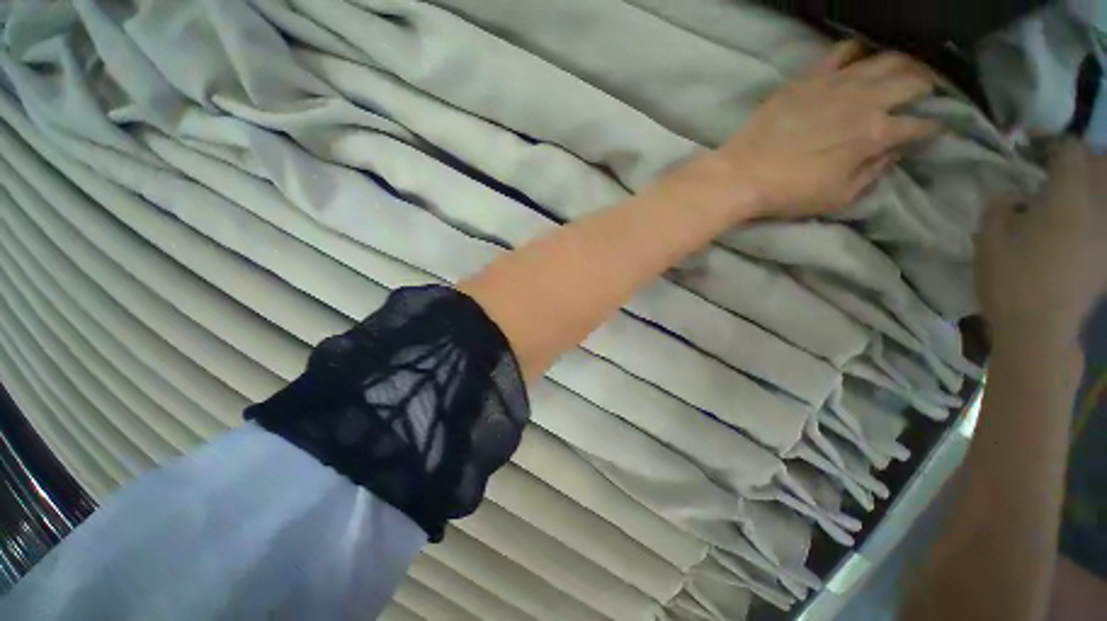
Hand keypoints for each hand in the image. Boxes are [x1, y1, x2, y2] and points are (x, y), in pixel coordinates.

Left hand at [708, 41, 941, 218]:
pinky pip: (841, 51)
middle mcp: (865, 100)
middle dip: (928, 84)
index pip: (920, 125)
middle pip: (912, 80)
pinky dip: (857, 51)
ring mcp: (836, 83)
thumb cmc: (788, 193)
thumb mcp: (838, 197)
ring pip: (884, 58)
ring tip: (902, 70)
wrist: (741, 175)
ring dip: (901, 62)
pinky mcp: (808, 78)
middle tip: (929, 90)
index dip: (934, 127)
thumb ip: (872, 173)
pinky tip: (860, 57)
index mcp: (876, 134)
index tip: (937, 128)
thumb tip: (892, 152)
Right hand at [977, 140, 1106, 350]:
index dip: (1057, 147)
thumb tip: (1012, 196)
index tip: (1042, 154)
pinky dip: (1100, 212)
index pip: (1071, 153)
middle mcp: (1097, 208)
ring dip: (1097, 184)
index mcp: (1066, 199)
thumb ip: (999, 209)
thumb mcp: (988, 242)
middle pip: (1102, 166)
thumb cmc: (1010, 282)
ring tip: (1077, 193)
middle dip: (1086, 160)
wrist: (1040, 331)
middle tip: (1065, 168)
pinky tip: (1084, 225)